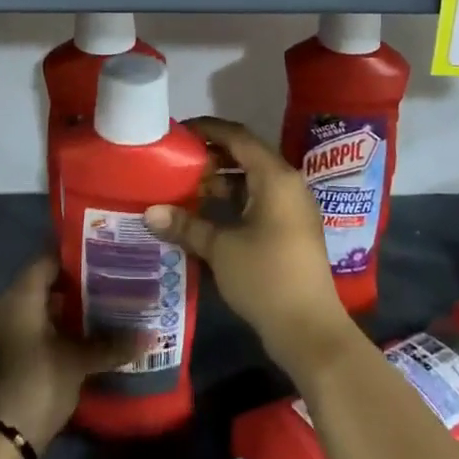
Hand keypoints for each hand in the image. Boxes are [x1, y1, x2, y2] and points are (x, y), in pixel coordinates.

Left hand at [0, 254, 141, 453]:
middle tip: (111, 281)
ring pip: (38, 309)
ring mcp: (1, 334)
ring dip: (66, 310)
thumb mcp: (78, 362)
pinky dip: (54, 330)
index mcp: (19, 297)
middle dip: (76, 284)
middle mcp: (5, 308)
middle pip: (43, 284)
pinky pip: (31, 330)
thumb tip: (150, 335)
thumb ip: (111, 344)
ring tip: (103, 308)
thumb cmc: (37, 384)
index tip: (104, 254)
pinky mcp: (4, 357)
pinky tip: (82, 338)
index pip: (47, 260)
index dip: (76, 255)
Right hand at [144, 117, 358, 380]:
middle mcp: (288, 183)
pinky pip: (260, 199)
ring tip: (188, 188)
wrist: (309, 329)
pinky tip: (208, 215)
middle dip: (212, 156)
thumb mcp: (220, 248)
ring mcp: (293, 207)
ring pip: (253, 180)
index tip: (179, 131)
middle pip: (246, 155)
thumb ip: (186, 225)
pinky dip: (235, 200)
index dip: (208, 129)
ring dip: (222, 181)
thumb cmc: (265, 277)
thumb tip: (149, 212)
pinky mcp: (292, 228)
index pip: (238, 136)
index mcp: (275, 176)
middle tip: (179, 162)